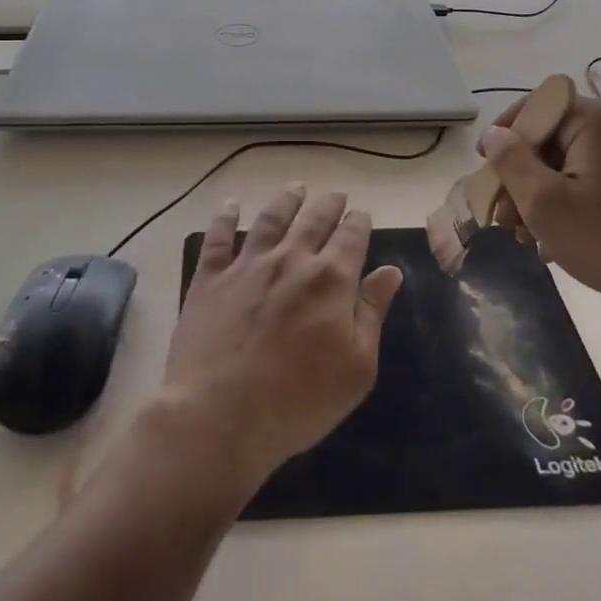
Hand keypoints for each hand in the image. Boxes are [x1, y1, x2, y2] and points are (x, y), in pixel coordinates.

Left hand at [158, 184, 402, 499]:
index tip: (362, 214)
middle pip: (314, 219)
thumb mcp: (356, 368)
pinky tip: (231, 205)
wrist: (219, 413)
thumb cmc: (298, 401)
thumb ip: (372, 314)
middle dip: (329, 204)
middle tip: (335, 195)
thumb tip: (390, 272)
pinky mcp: (210, 277)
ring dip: (287, 200)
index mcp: (331, 280)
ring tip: (296, 188)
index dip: (359, 222)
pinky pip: (218, 237)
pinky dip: (225, 217)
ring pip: (271, 218)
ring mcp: (247, 265)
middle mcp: (290, 260)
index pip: (351, 237)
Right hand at [481, 94, 600, 330]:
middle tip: (503, 217)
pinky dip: (573, 199)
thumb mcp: (543, 202)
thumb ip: (510, 161)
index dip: (505, 135)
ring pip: (574, 161)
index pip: (537, 107)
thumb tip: (494, 134)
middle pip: (554, 138)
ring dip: (544, 193)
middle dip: (522, 176)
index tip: (484, 168)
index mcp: (600, 119)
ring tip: (526, 236)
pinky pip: (599, 177)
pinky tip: (558, 239)